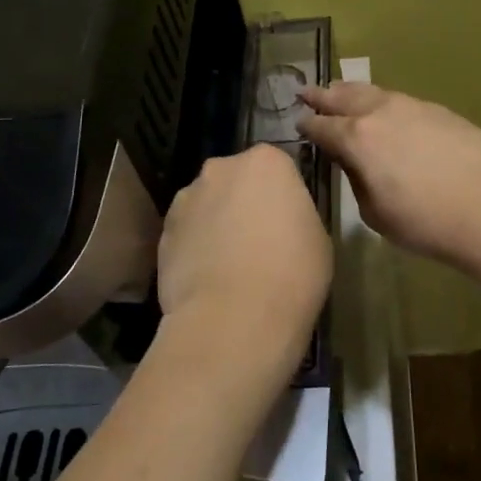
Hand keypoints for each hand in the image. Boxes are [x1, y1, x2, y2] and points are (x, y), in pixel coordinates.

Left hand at [156, 144, 331, 379]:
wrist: (233, 320)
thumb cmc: (291, 273)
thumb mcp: (318, 237)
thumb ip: (295, 214)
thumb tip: (279, 222)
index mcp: (266, 161)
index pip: (277, 168)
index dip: (282, 196)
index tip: (288, 223)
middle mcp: (221, 168)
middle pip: (236, 180)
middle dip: (244, 202)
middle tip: (259, 241)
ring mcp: (186, 199)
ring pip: (207, 205)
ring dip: (216, 223)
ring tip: (230, 266)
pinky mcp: (163, 233)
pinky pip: (187, 234)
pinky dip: (196, 249)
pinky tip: (209, 280)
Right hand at [297, 82, 480, 270]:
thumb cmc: (427, 220)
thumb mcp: (376, 214)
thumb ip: (357, 181)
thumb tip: (354, 163)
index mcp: (356, 139)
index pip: (322, 127)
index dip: (307, 126)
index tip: (298, 123)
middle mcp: (379, 113)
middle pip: (343, 97)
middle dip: (322, 95)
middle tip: (306, 91)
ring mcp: (411, 106)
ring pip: (372, 91)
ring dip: (351, 91)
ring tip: (340, 90)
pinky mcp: (438, 109)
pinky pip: (398, 98)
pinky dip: (380, 99)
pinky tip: (383, 107)